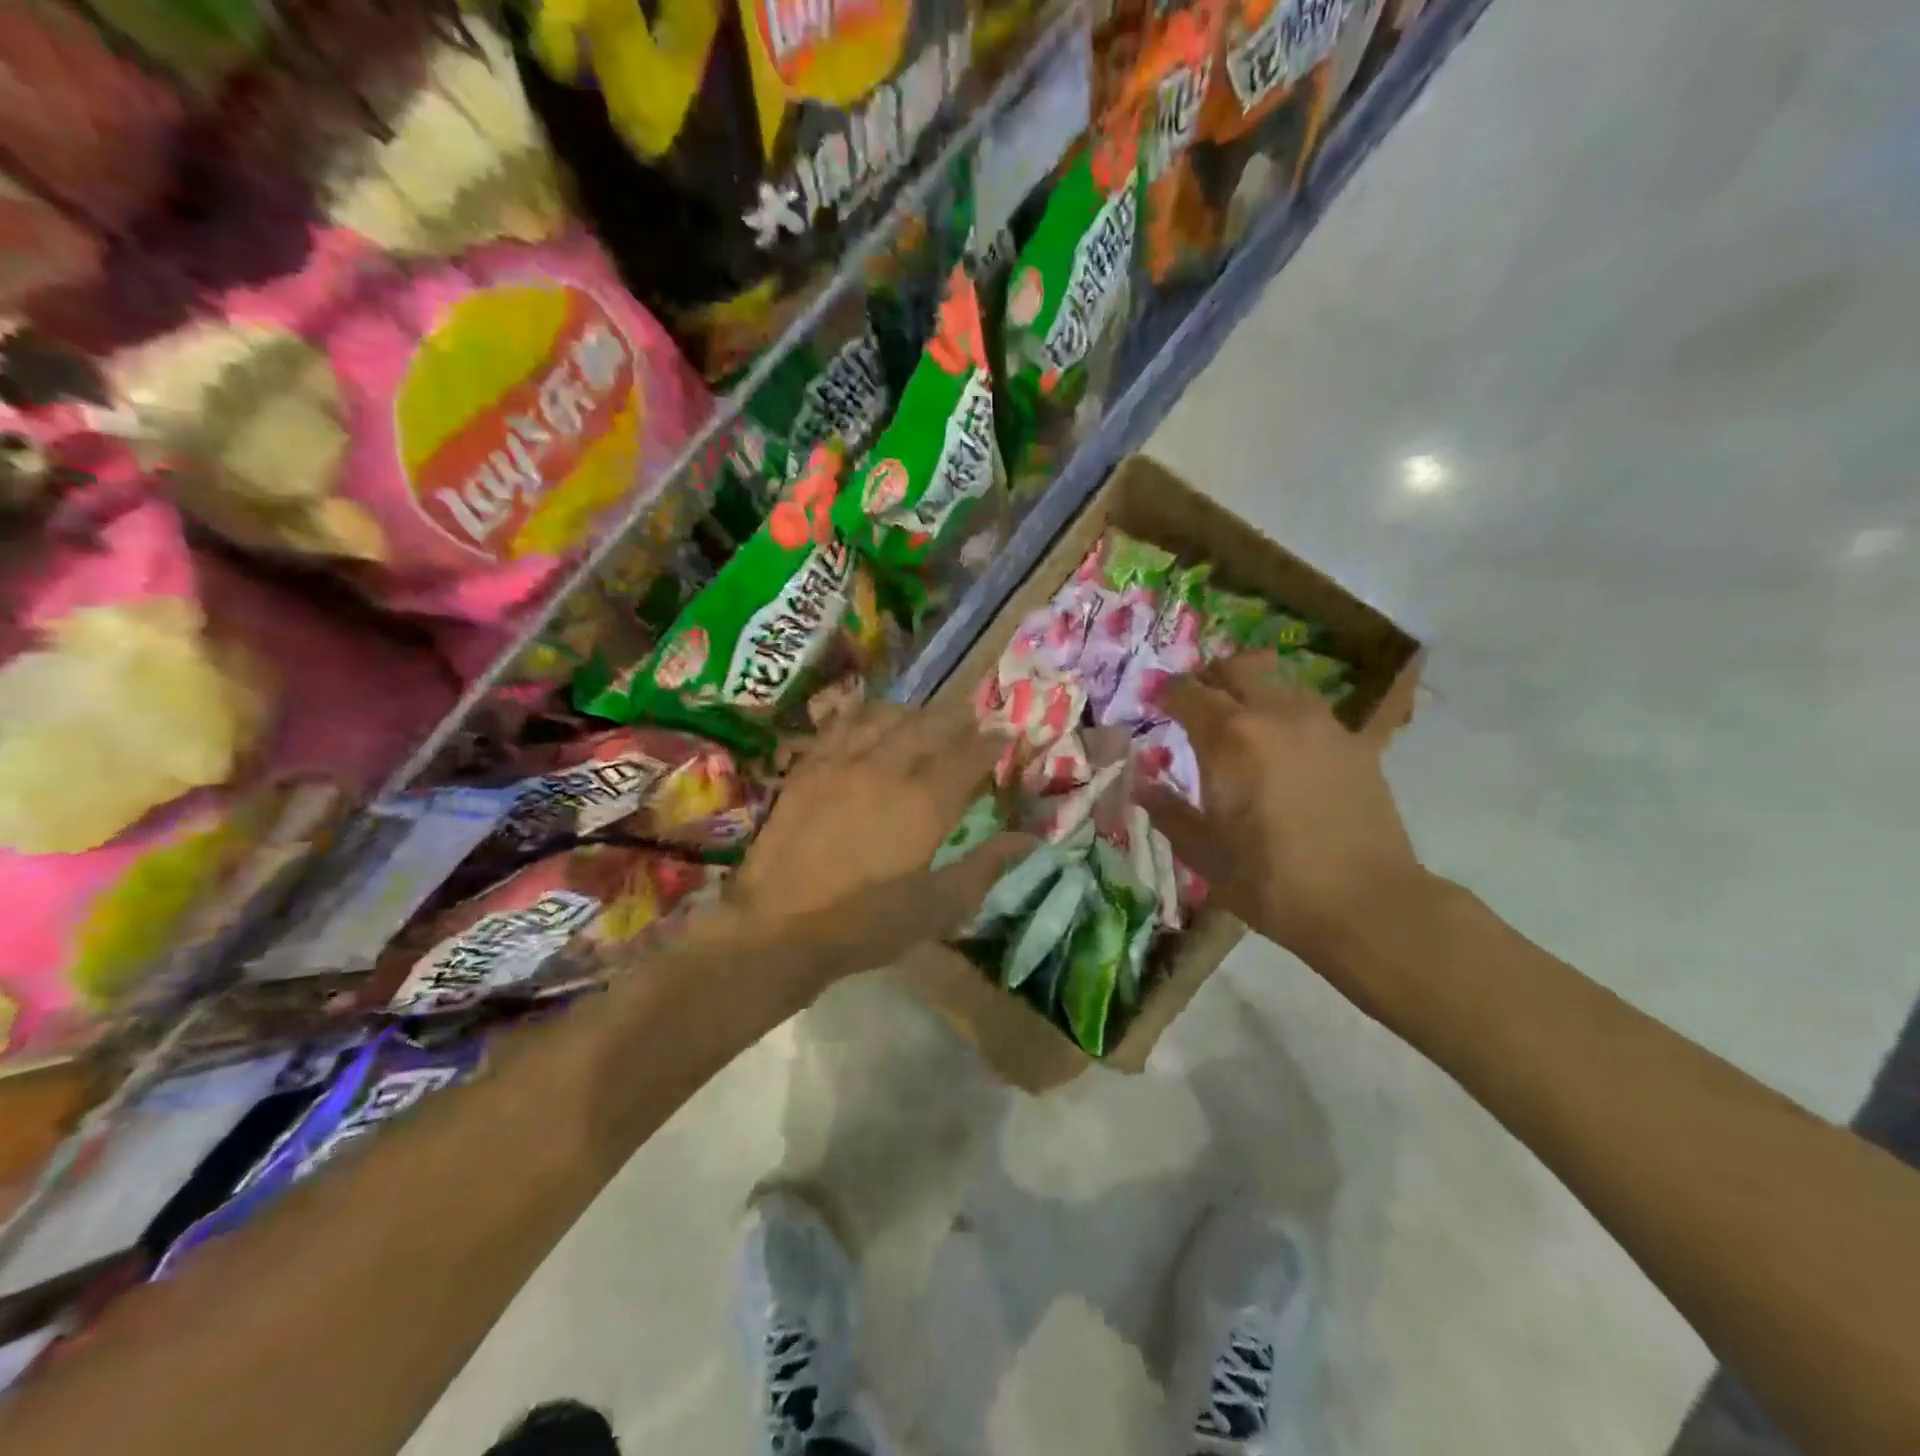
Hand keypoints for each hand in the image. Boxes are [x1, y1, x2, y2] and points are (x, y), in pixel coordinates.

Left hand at [716, 702, 1030, 974]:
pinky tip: (871, 724)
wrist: (778, 929)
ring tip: (924, 723)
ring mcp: (842, 761)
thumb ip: (985, 867)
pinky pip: (843, 723)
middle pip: (931, 724)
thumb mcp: (937, 908)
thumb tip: (1027, 840)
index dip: (993, 742)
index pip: (970, 754)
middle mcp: (887, 768)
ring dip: (914, 714)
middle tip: (970, 727)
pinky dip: (867, 716)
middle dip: (958, 721)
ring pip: (887, 715)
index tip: (1005, 738)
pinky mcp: (809, 766)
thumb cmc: (865, 924)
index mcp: (925, 802)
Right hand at [1144, 654, 1426, 975]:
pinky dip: (1289, 714)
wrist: (1366, 903)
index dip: (1166, 692)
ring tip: (1242, 718)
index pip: (1188, 692)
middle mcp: (1275, 715)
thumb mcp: (1204, 854)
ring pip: (1279, 683)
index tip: (1155, 700)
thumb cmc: (1271, 882)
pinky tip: (1286, 743)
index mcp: (1228, 738)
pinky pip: (1313, 710)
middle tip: (1197, 700)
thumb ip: (1169, 812)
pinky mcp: (1356, 743)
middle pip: (1237, 669)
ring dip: (1253, 690)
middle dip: (1210, 677)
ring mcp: (1321, 724)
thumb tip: (1142, 785)